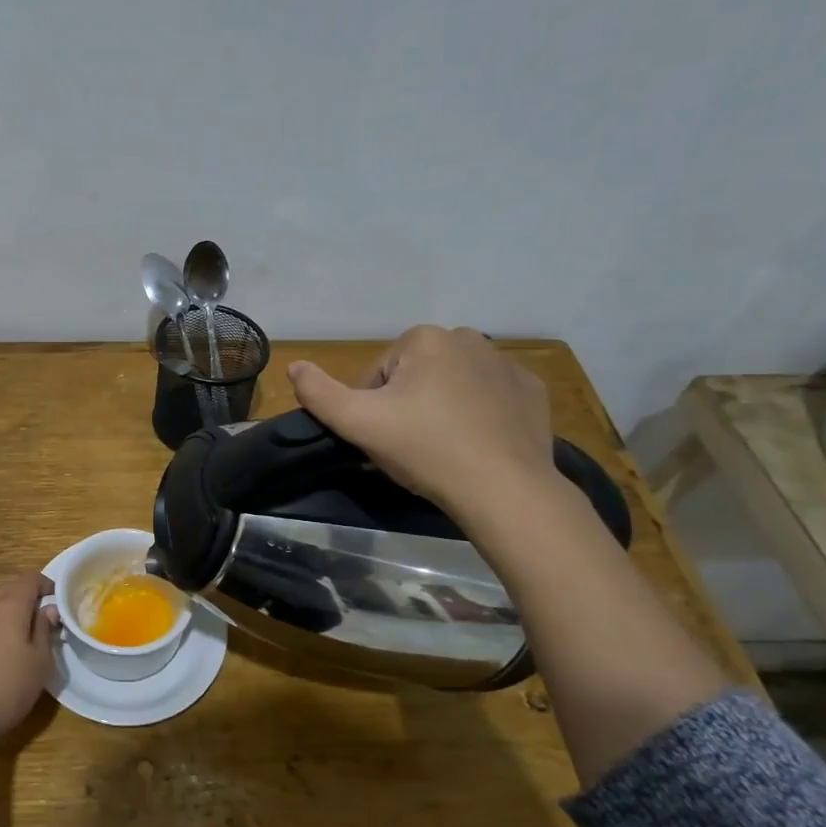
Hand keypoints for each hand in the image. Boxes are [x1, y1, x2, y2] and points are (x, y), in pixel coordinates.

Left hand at [0, 571, 58, 746]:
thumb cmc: (6, 684)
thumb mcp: (39, 660)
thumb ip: (45, 630)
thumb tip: (49, 609)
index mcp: (10, 604)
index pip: (31, 578)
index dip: (49, 585)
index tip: (64, 602)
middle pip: (13, 589)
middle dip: (33, 598)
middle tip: (52, 618)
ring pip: (0, 607)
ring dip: (18, 614)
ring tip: (35, 635)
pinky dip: (4, 628)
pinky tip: (13, 652)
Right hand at [287, 326, 558, 519]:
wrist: (503, 489)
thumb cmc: (425, 449)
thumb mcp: (358, 424)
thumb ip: (319, 393)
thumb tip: (294, 366)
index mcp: (424, 338)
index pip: (378, 374)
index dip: (372, 408)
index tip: (383, 437)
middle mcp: (468, 338)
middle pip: (415, 375)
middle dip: (407, 404)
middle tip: (410, 445)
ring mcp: (506, 364)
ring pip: (452, 384)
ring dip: (442, 407)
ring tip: (443, 448)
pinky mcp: (531, 391)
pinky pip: (490, 397)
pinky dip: (480, 414)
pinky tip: (476, 444)